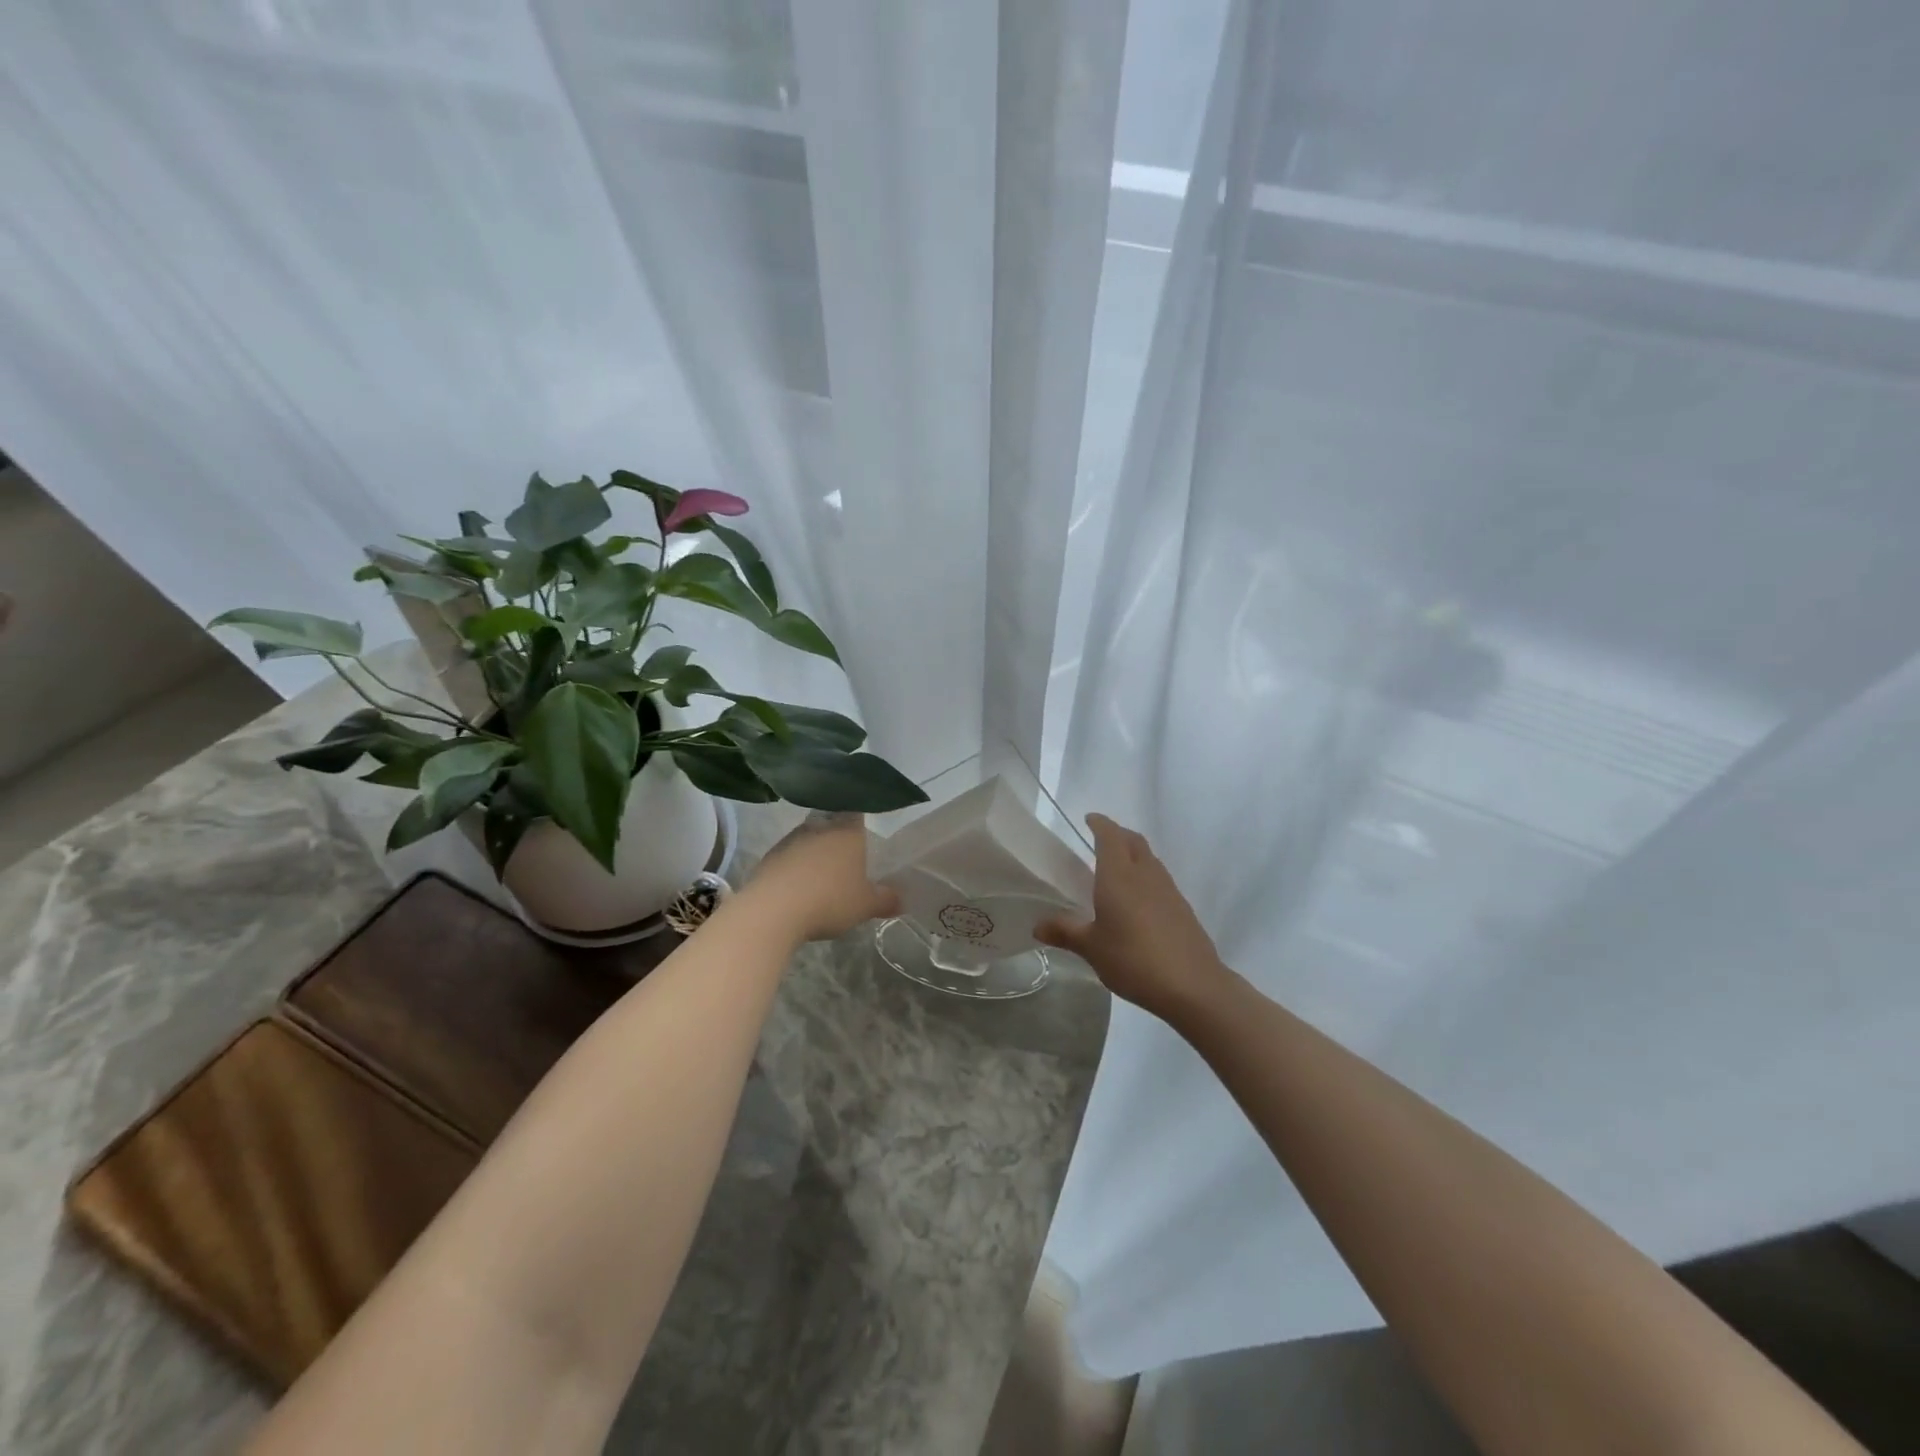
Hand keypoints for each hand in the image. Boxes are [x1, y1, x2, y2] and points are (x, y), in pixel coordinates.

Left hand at [739, 813, 900, 943]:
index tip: (866, 828)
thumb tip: (901, 899)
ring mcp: (791, 839)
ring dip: (815, 851)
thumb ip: (885, 900)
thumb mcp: (865, 906)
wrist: (773, 910)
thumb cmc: (829, 900)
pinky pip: (789, 856)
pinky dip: (795, 866)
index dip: (861, 817)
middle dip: (838, 836)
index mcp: (847, 831)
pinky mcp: (769, 856)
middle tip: (848, 854)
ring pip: (809, 838)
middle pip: (831, 823)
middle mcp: (819, 827)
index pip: (857, 811)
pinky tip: (800, 886)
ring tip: (822, 873)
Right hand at [1036, 814, 1229, 1019]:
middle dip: (1117, 834)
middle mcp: (1145, 874)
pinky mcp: (1182, 908)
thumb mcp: (1092, 948)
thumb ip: (1065, 932)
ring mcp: (1168, 890)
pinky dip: (1145, 876)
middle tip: (1100, 839)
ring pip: (1149, 859)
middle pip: (1133, 841)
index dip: (1100, 824)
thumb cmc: (1134, 959)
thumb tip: (1037, 926)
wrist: (1193, 985)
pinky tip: (1138, 899)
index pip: (1110, 836)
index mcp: (1119, 875)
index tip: (1089, 819)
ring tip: (1117, 868)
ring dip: (1133, 854)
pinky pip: (1160, 879)